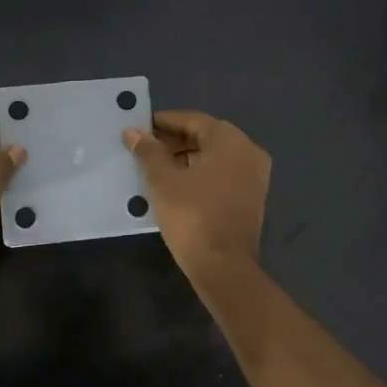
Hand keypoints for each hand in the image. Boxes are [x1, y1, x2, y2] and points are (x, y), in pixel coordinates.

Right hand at [124, 110, 270, 274]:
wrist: (223, 266)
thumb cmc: (192, 215)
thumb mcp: (163, 180)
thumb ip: (148, 151)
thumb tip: (133, 132)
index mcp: (230, 141)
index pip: (192, 120)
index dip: (163, 122)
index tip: (140, 128)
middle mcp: (248, 152)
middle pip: (205, 137)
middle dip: (173, 140)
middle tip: (143, 149)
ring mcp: (254, 176)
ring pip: (214, 157)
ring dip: (185, 158)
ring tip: (154, 167)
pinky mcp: (251, 198)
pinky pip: (222, 175)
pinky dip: (200, 174)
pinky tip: (175, 185)